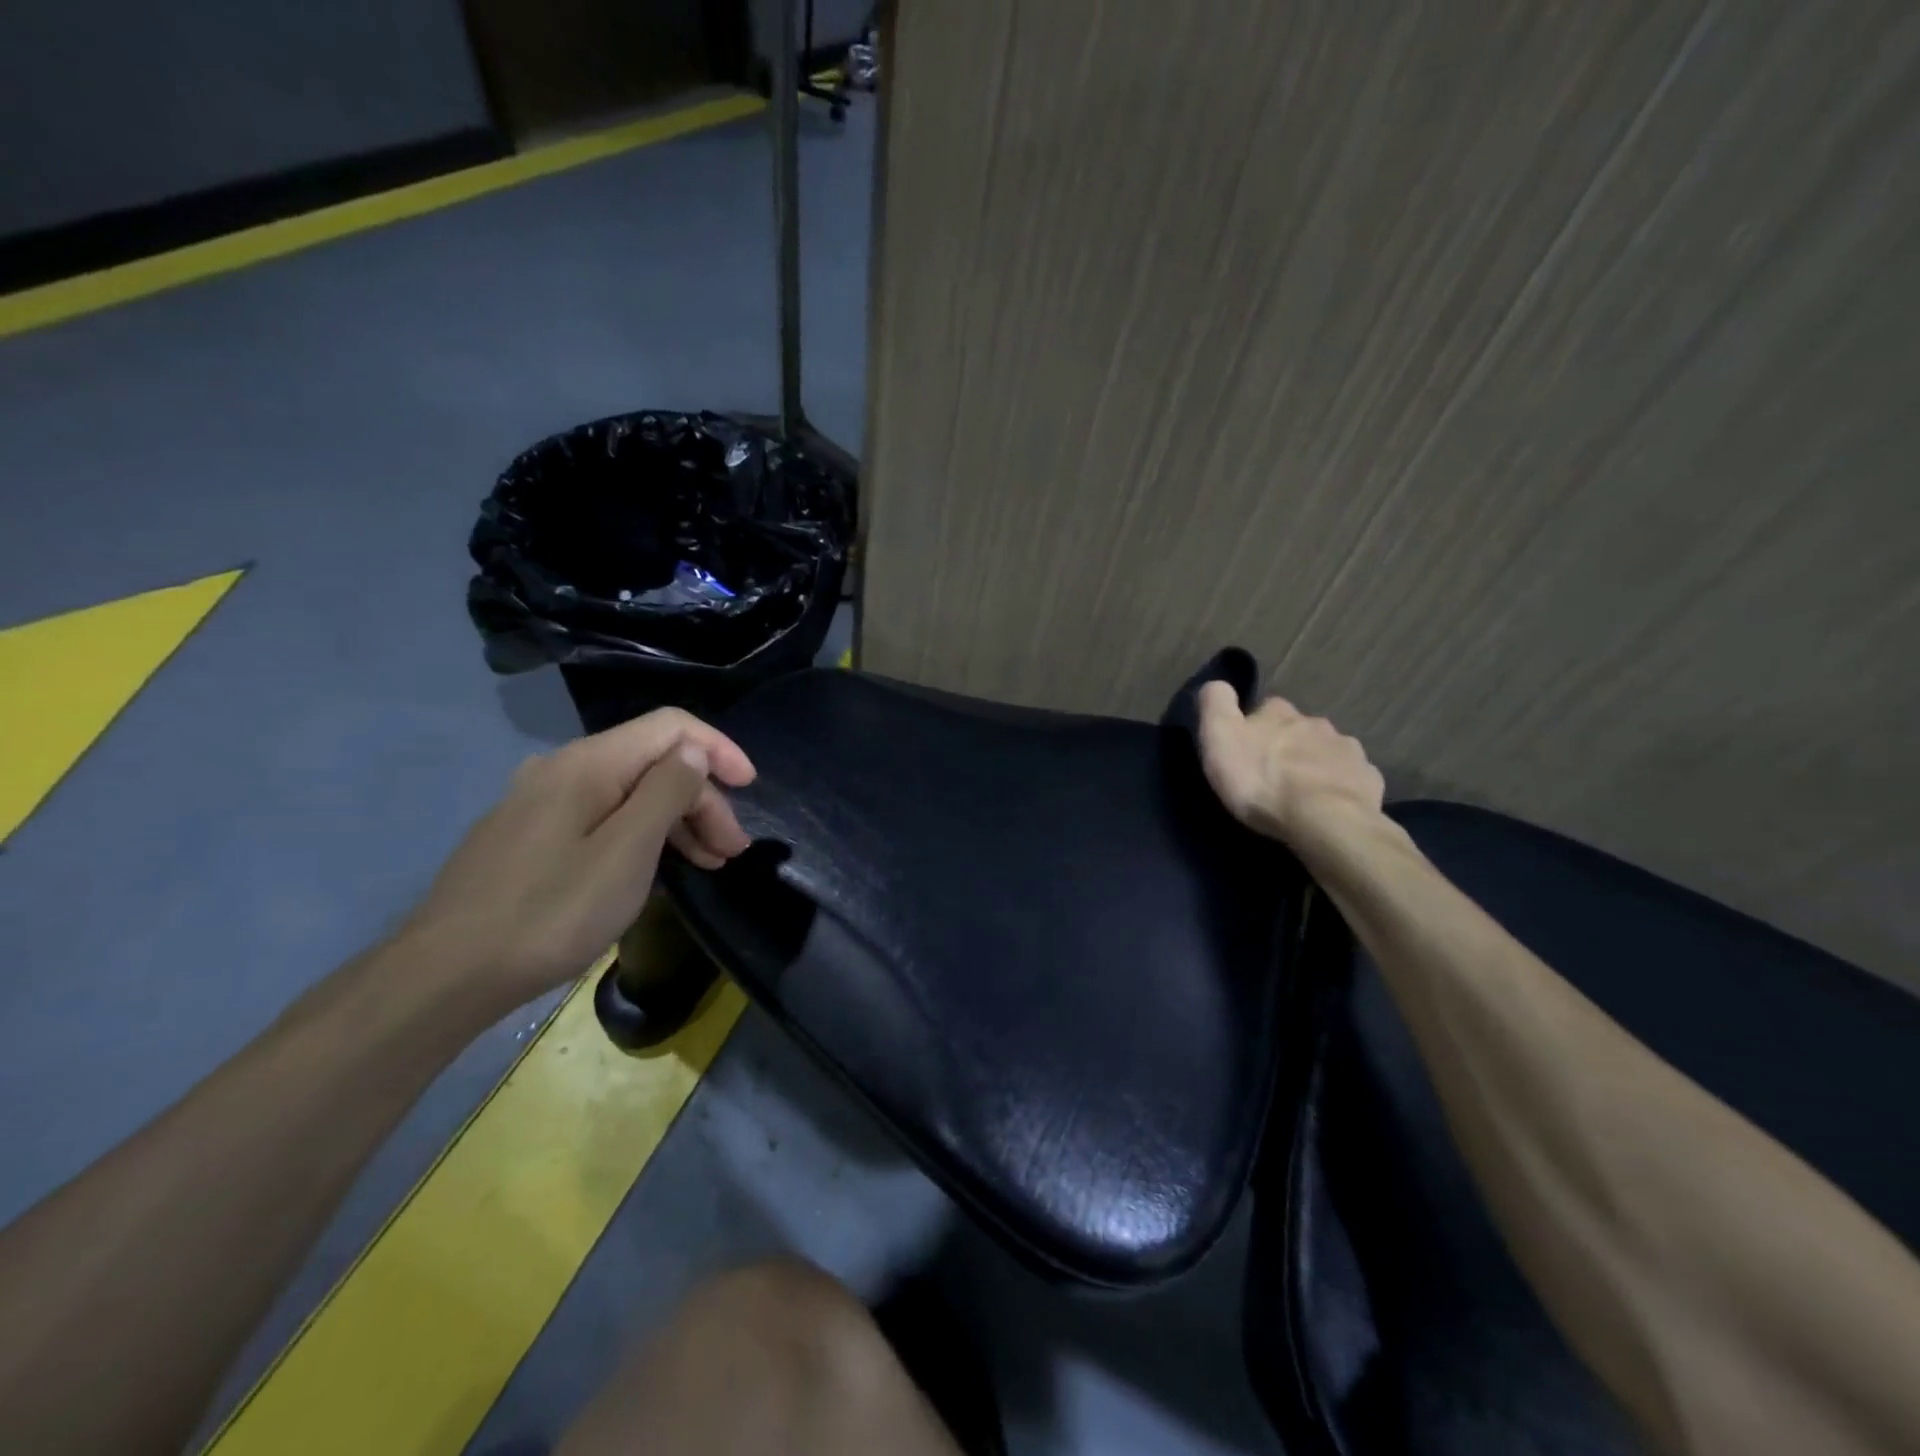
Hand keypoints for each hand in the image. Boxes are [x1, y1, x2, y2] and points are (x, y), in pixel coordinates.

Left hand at [400, 708, 756, 1008]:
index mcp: (588, 763)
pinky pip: (602, 817)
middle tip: (731, 851)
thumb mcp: (626, 851)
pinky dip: (641, 835)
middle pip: (652, 763)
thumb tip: (693, 753)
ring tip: (708, 864)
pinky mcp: (529, 835)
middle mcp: (562, 769)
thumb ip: (666, 792)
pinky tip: (654, 867)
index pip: (672, 726)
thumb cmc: (551, 912)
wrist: (445, 975)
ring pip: (628, 792)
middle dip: (702, 799)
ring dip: (677, 820)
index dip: (719, 749)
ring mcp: (540, 802)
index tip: (751, 788)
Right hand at [1197, 683, 1384, 849]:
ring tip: (1300, 793)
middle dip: (1287, 746)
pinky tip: (1328, 806)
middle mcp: (1316, 723)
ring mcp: (1347, 750)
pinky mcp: (1367, 779)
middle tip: (1271, 775)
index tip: (1245, 750)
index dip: (1253, 728)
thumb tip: (1219, 684)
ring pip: (1325, 752)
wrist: (1324, 821)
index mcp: (1280, 712)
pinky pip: (1350, 777)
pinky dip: (1338, 786)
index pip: (1264, 709)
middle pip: (1297, 730)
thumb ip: (1216, 704)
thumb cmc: (1262, 781)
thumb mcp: (1219, 738)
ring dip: (1313, 765)